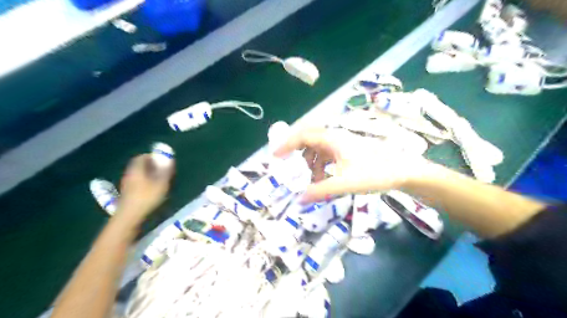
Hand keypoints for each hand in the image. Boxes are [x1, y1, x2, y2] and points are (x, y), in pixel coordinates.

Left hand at [117, 154, 172, 221]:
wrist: (130, 216)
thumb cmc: (147, 197)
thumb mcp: (161, 183)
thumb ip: (165, 171)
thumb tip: (169, 159)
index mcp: (136, 170)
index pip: (141, 157)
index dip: (151, 156)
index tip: (161, 158)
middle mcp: (129, 174)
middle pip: (139, 166)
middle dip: (150, 165)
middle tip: (162, 168)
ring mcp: (127, 184)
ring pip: (138, 174)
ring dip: (147, 173)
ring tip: (159, 178)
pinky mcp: (128, 193)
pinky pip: (137, 182)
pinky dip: (145, 181)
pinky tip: (152, 188)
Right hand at [275, 126, 429, 201]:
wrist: (403, 171)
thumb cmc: (374, 173)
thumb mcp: (345, 183)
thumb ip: (320, 191)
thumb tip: (299, 200)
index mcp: (332, 139)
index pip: (303, 136)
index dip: (286, 145)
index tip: (275, 157)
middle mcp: (336, 137)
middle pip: (309, 140)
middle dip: (297, 154)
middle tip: (288, 168)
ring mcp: (343, 144)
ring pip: (318, 149)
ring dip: (311, 163)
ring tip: (311, 181)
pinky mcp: (349, 151)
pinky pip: (328, 155)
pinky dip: (321, 166)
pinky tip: (325, 180)